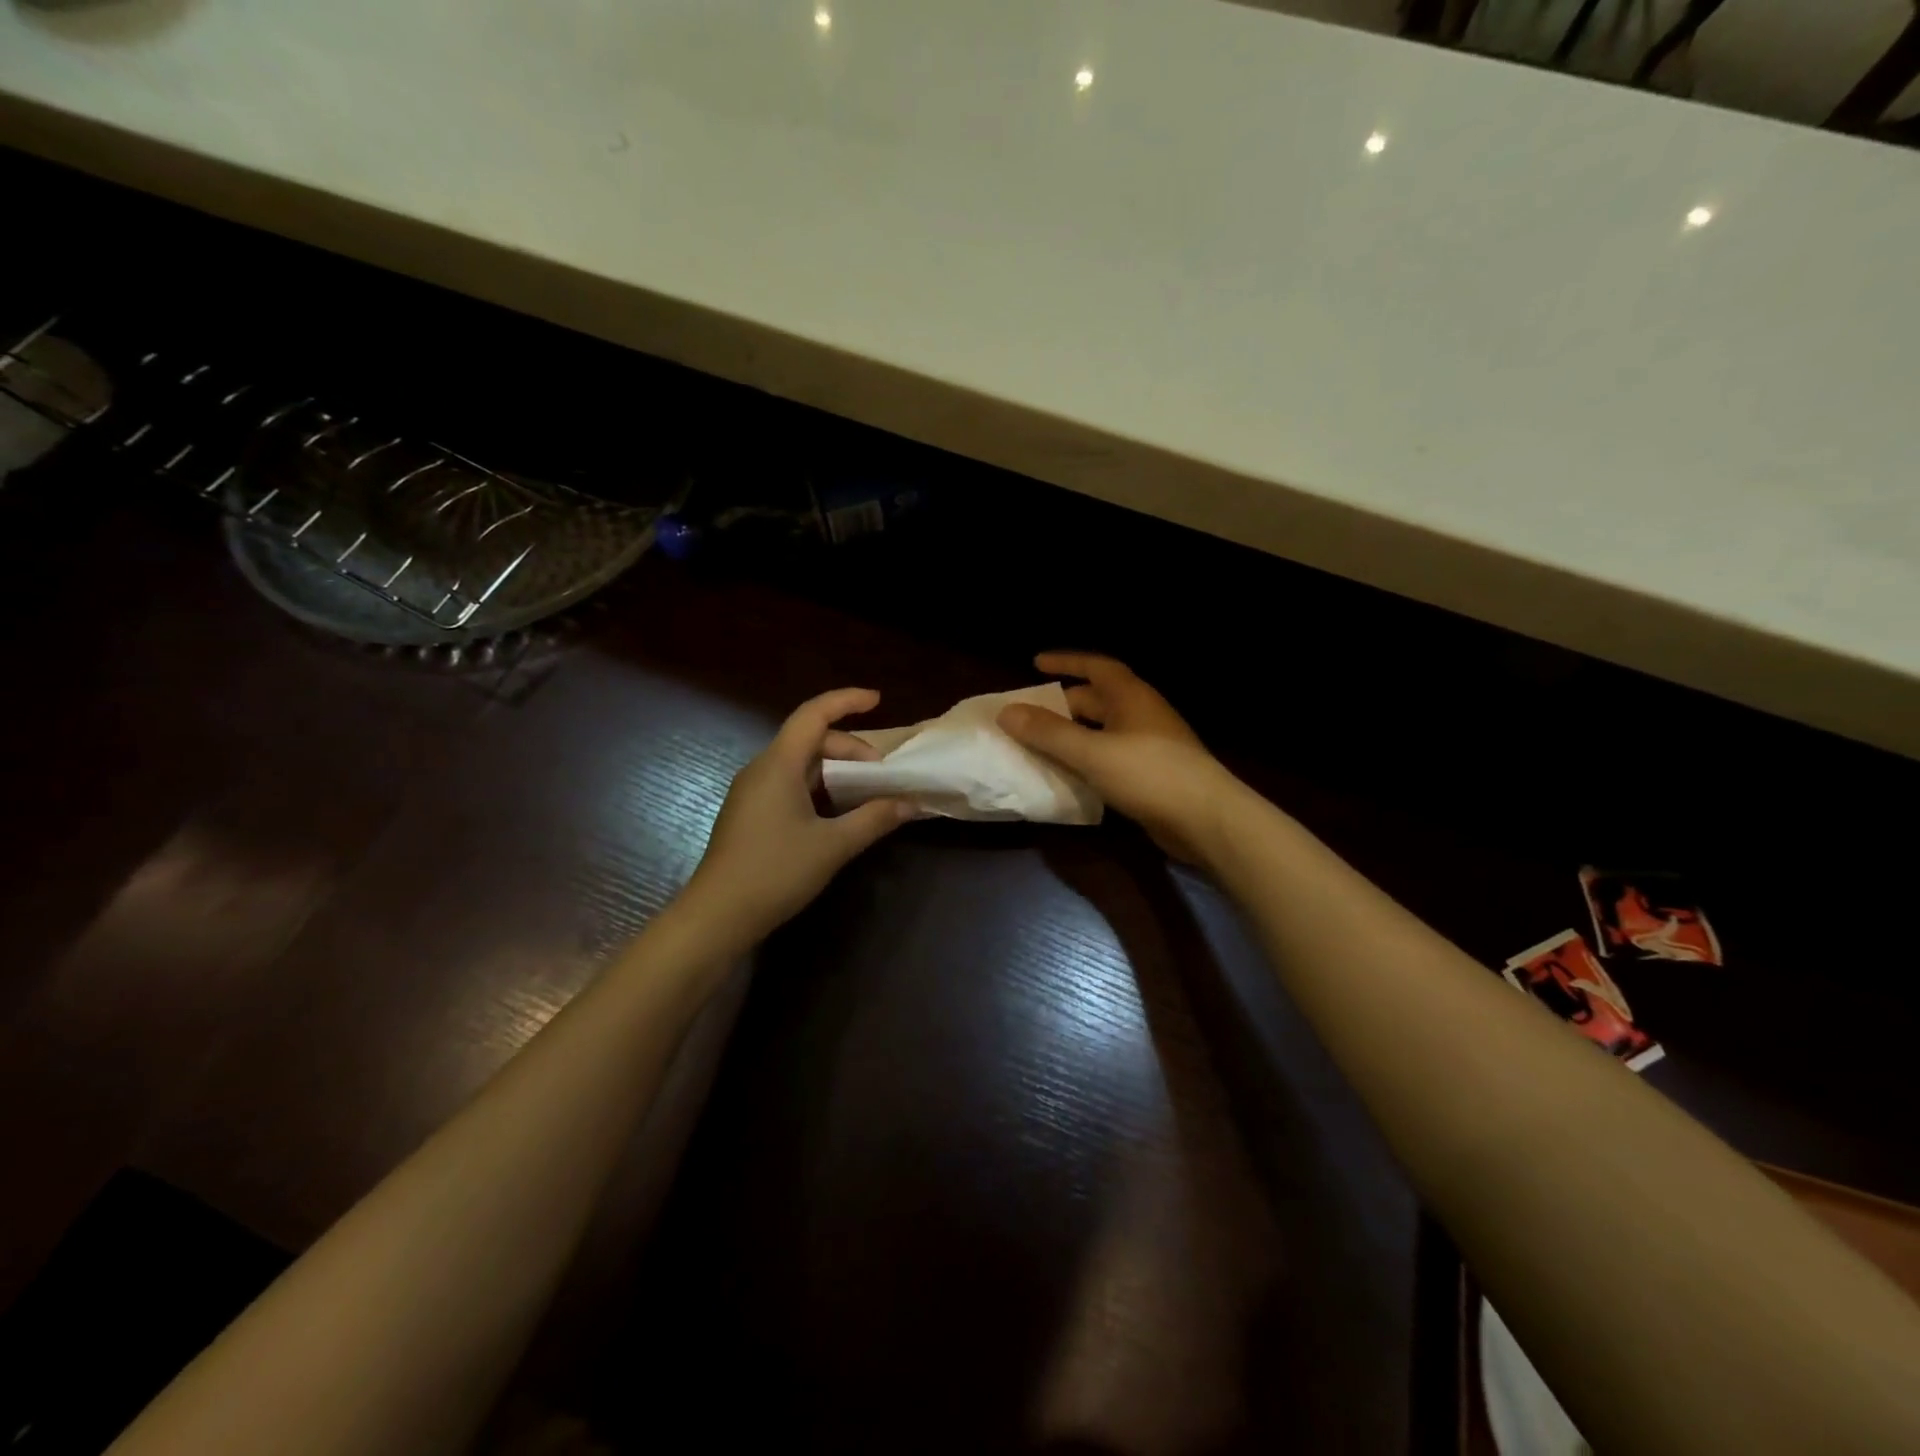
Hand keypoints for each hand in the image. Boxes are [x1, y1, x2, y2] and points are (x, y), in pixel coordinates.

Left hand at [680, 688, 911, 943]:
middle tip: (881, 773)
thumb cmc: (775, 872)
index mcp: (779, 765)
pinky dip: (818, 787)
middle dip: (850, 748)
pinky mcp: (749, 813)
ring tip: (865, 792)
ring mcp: (752, 791)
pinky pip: (789, 783)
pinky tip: (836, 813)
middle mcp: (762, 769)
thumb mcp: (832, 846)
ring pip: (800, 763)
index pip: (813, 714)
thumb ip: (873, 819)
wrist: (717, 915)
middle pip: (810, 739)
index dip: (846, 701)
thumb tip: (910, 803)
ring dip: (835, 770)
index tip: (878, 700)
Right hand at [998, 653, 1243, 863]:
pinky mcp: (1152, 774)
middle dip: (1063, 704)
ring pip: (1103, 731)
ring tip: (1041, 745)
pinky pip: (1110, 757)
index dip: (1066, 662)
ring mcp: (1150, 745)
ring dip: (1073, 735)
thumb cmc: (1149, 774)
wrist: (1206, 819)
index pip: (1096, 666)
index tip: (1036, 663)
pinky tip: (1070, 775)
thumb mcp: (1092, 752)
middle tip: (1030, 715)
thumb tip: (1006, 712)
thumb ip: (1048, 733)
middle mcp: (1141, 714)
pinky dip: (1088, 760)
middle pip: (1097, 700)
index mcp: (1131, 697)